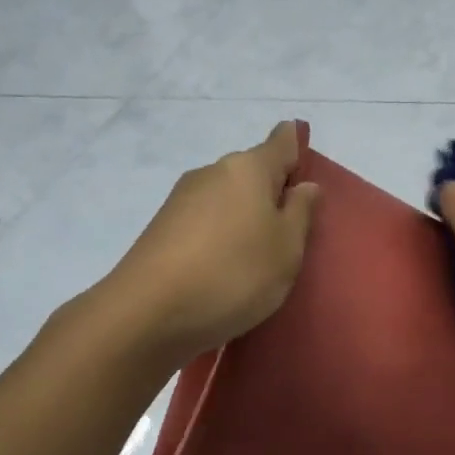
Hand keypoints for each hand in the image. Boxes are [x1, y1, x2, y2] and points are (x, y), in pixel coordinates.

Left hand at [96, 122, 320, 364]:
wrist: (150, 313)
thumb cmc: (235, 274)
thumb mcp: (286, 249)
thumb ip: (300, 213)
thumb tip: (304, 184)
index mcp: (248, 168)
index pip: (281, 142)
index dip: (295, 144)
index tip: (304, 156)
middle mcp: (211, 173)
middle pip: (251, 172)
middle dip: (271, 190)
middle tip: (291, 228)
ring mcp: (181, 200)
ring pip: (226, 199)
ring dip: (245, 217)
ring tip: (259, 255)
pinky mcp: (162, 230)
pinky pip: (206, 223)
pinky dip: (221, 237)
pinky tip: (227, 267)